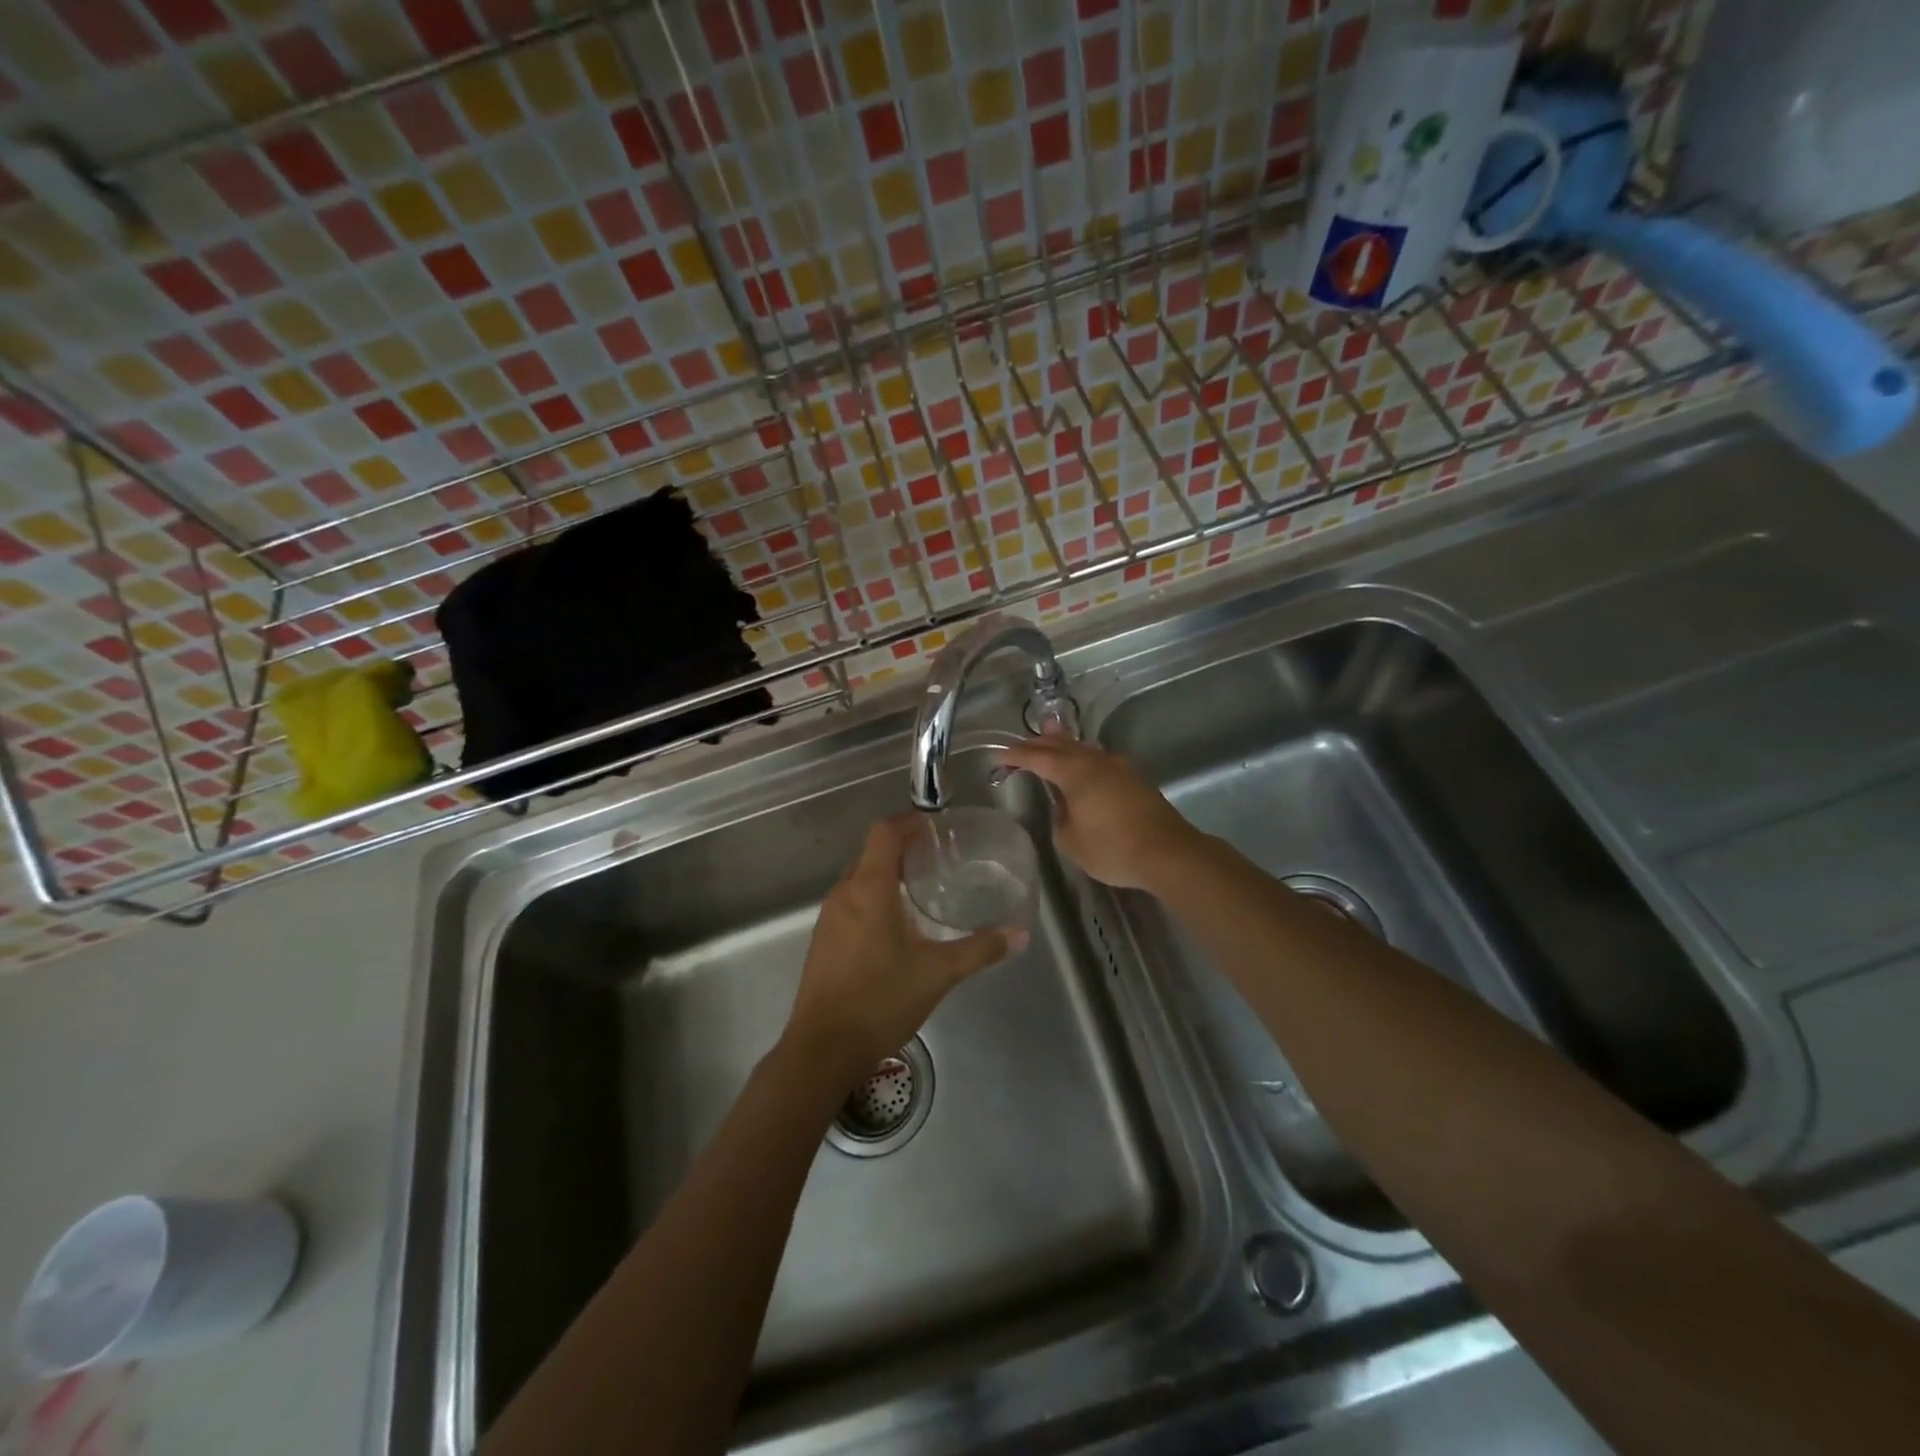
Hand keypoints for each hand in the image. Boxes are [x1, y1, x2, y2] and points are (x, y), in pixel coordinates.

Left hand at [784, 815, 1024, 1080]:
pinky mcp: (824, 940)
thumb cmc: (880, 1001)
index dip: (910, 822)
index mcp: (869, 888)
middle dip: (904, 849)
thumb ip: (979, 949)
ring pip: (860, 878)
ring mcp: (829, 917)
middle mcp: (844, 893)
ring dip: (889, 874)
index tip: (938, 828)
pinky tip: (898, 925)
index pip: (884, 832)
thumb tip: (1019, 934)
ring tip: (924, 889)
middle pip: (872, 852)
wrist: (823, 1049)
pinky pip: (851, 901)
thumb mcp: (937, 973)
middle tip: (940, 859)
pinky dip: (875, 897)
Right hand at [999, 735, 1205, 890]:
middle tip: (1021, 742)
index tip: (999, 754)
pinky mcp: (1135, 780)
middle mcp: (1097, 762)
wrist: (1168, 853)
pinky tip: (1084, 764)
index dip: (1017, 755)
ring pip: (1085, 749)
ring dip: (1065, 745)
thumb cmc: (1113, 848)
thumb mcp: (1071, 841)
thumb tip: (1065, 806)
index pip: (1039, 758)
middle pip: (1063, 746)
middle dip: (1039, 744)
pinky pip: (1100, 760)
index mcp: (1076, 773)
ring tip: (1051, 737)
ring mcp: (1119, 768)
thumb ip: (1061, 818)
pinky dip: (1084, 758)